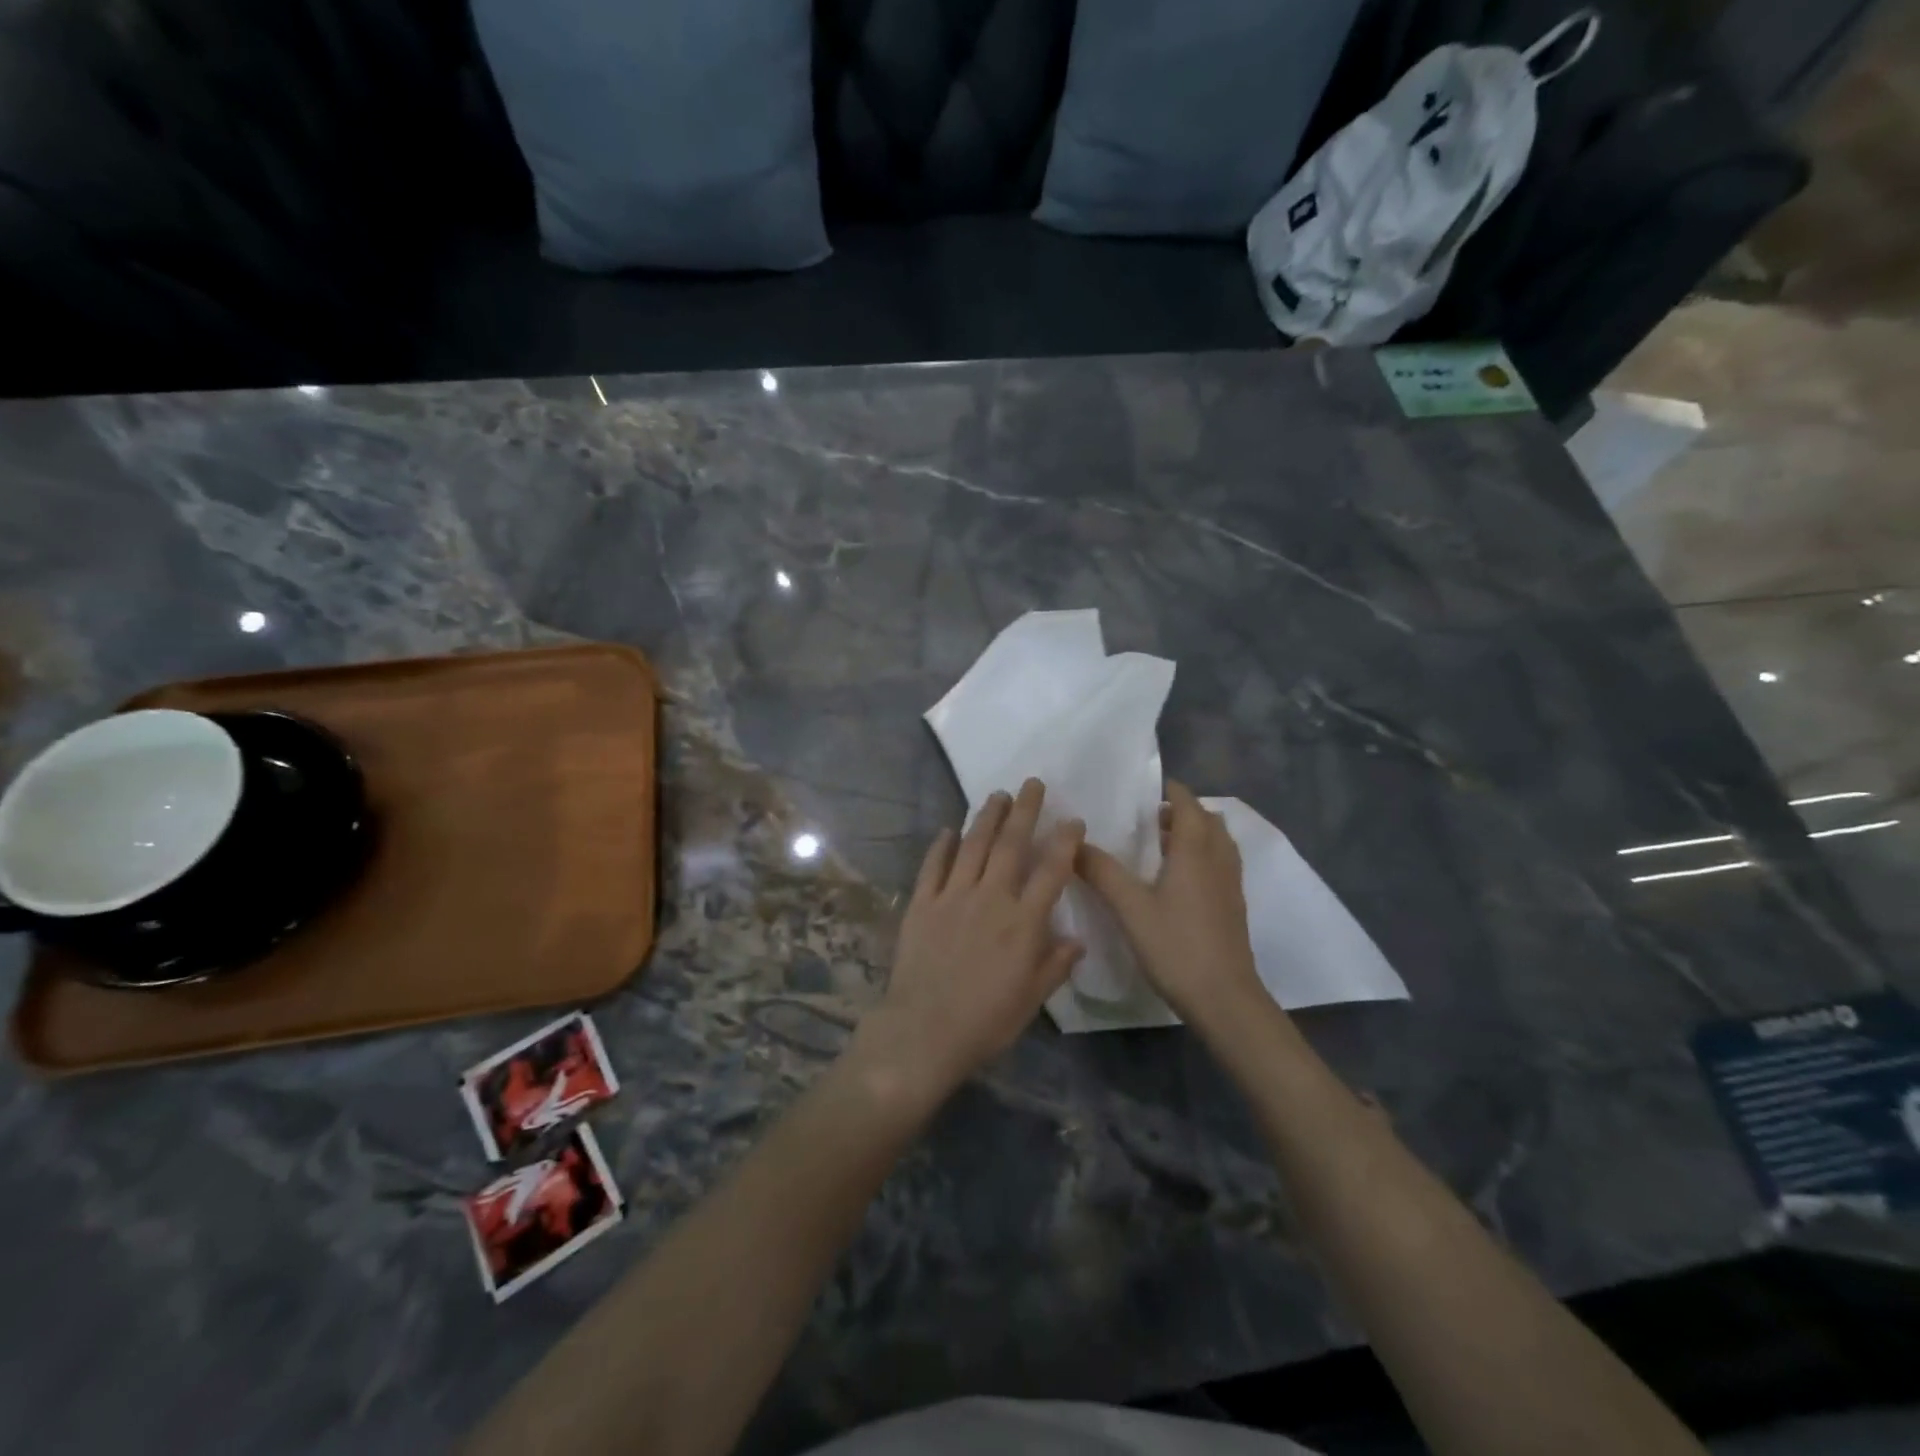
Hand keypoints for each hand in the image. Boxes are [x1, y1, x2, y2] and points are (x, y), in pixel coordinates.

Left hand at [857, 779, 1085, 1098]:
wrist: (923, 1031)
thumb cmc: (985, 1022)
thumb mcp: (1031, 1000)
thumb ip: (1054, 966)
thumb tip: (1077, 941)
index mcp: (1023, 923)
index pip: (1051, 871)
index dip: (1064, 842)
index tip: (1072, 820)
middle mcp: (991, 899)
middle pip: (1011, 845)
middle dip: (1024, 811)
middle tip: (1032, 783)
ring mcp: (953, 897)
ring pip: (973, 846)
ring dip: (986, 817)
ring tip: (996, 795)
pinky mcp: (922, 904)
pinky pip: (933, 866)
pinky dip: (941, 846)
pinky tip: (948, 830)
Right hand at [1078, 781, 1264, 1028]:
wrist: (1225, 999)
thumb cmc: (1177, 946)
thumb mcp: (1130, 908)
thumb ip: (1102, 872)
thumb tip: (1073, 843)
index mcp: (1195, 851)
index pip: (1188, 805)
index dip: (1172, 791)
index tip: (1148, 788)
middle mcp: (1218, 860)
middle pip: (1208, 821)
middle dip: (1184, 811)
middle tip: (1151, 816)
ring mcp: (1230, 885)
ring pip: (1218, 844)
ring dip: (1195, 834)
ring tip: (1162, 844)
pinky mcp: (1233, 908)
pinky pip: (1220, 865)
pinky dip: (1202, 857)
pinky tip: (1177, 880)